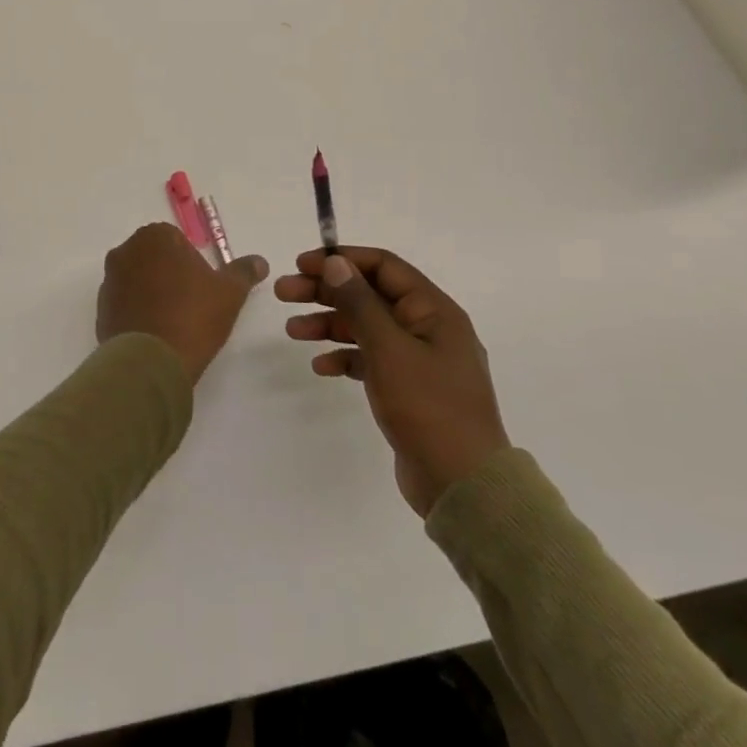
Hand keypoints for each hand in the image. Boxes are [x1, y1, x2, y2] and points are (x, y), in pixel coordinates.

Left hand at [97, 224, 268, 384]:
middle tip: (191, 303)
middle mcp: (126, 251)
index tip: (202, 287)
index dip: (192, 263)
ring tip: (173, 321)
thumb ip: (243, 272)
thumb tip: (259, 261)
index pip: (177, 240)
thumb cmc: (193, 316)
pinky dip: (138, 311)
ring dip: (152, 292)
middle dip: (170, 274)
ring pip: (138, 279)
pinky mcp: (101, 308)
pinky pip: (125, 303)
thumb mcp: (229, 293)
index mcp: (155, 237)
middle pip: (155, 257)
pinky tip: (155, 333)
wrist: (151, 361)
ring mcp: (110, 280)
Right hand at [276, 248, 508, 516]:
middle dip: (326, 292)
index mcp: (434, 310)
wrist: (463, 486)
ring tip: (292, 331)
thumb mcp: (389, 349)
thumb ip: (360, 302)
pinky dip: (345, 357)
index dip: (341, 260)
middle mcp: (428, 328)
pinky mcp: (409, 389)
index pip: (383, 267)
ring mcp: (419, 360)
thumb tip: (336, 262)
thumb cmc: (428, 407)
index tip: (302, 264)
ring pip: (366, 328)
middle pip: (370, 295)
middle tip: (283, 293)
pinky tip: (321, 366)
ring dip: (329, 324)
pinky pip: (371, 360)